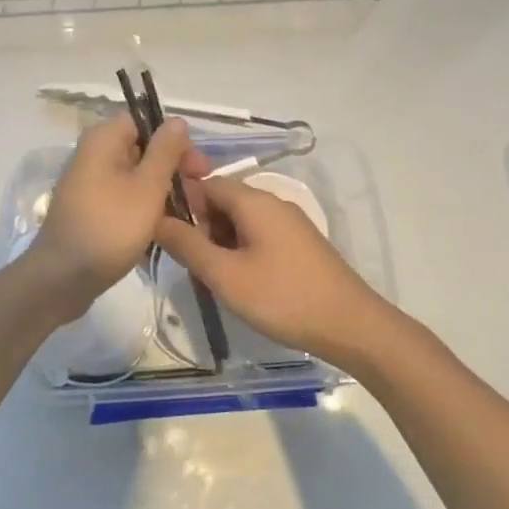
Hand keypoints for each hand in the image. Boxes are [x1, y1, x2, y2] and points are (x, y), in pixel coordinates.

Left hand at [24, 112, 209, 322]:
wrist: (63, 278)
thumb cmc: (110, 227)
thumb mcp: (147, 187)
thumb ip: (165, 151)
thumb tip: (176, 120)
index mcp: (102, 140)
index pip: (143, 121)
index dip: (173, 139)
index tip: (196, 166)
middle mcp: (92, 155)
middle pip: (140, 148)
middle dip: (171, 167)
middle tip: (198, 191)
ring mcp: (88, 184)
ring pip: (133, 176)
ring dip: (160, 190)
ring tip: (186, 212)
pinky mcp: (89, 209)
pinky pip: (122, 197)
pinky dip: (142, 207)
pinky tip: (162, 227)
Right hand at [154, 175, 391, 371]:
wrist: (351, 326)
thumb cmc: (283, 297)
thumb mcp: (225, 275)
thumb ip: (187, 245)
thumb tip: (156, 219)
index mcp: (254, 201)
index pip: (205, 183)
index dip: (181, 204)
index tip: (165, 234)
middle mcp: (273, 203)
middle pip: (223, 201)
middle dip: (200, 228)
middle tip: (190, 266)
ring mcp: (290, 224)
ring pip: (240, 222)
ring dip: (219, 244)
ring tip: (213, 280)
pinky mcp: (300, 245)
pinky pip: (259, 237)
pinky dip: (241, 252)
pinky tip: (240, 284)